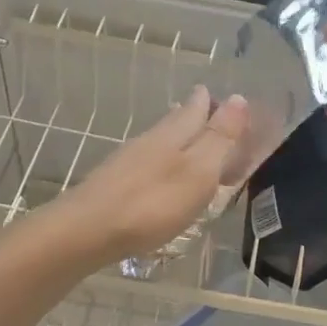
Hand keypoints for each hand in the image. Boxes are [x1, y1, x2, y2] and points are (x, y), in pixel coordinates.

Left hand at [44, 86, 249, 269]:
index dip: (210, 102)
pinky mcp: (114, 184)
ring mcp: (128, 162)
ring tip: (187, 138)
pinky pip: (146, 163)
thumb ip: (219, 138)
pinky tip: (159, 173)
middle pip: (175, 121)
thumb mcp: (199, 171)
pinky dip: (160, 161)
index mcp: (174, 134)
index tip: (218, 94)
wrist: (87, 231)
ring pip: (159, 141)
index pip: (196, 109)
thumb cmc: (153, 203)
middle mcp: (150, 140)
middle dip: (192, 114)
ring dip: (176, 137)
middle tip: (203, 107)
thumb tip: (239, 98)